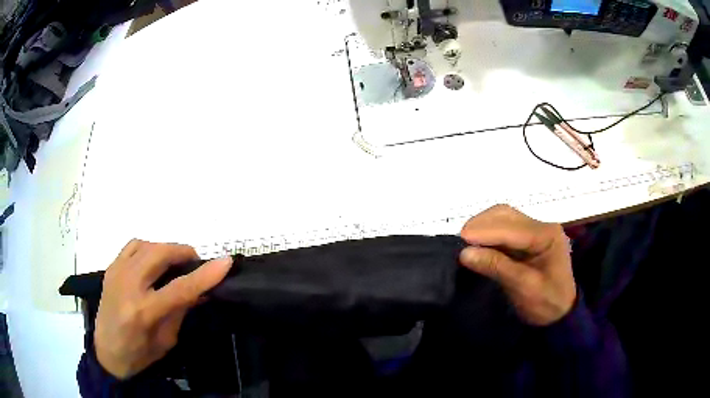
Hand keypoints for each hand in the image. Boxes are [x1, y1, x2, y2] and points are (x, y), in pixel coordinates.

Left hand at [94, 240, 232, 378]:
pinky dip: (149, 247)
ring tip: (175, 262)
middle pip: (159, 254)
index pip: (179, 288)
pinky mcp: (111, 267)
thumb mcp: (166, 340)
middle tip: (195, 262)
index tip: (226, 262)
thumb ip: (180, 311)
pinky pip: (133, 245)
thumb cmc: (139, 354)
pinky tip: (154, 260)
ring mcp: (116, 272)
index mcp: (143, 312)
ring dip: (166, 248)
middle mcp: (128, 286)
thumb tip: (201, 292)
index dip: (204, 274)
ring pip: (147, 244)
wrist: (106, 351)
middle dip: (183, 252)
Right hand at [459, 205, 575, 325]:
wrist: (559, 314)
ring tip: (466, 241)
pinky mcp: (526, 240)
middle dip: (482, 224)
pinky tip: (477, 243)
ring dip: (483, 226)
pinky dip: (488, 234)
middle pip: (507, 215)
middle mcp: (541, 227)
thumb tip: (465, 253)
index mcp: (547, 235)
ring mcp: (534, 231)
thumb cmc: (546, 303)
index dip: (486, 231)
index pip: (512, 228)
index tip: (461, 238)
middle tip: (460, 240)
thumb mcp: (524, 287)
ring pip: (503, 218)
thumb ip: (497, 267)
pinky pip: (503, 229)